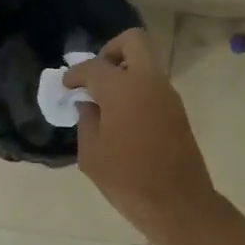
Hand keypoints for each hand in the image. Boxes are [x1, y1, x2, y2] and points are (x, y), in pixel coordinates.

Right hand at [64, 29, 217, 236]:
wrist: (178, 203)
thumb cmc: (128, 180)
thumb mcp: (92, 154)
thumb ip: (86, 122)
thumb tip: (88, 106)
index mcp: (123, 88)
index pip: (94, 66)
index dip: (76, 74)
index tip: (67, 85)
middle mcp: (149, 82)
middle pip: (133, 41)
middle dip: (111, 50)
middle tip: (96, 77)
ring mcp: (167, 94)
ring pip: (146, 63)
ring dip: (125, 72)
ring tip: (105, 101)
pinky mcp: (177, 110)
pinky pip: (153, 85)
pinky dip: (137, 89)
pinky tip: (122, 116)